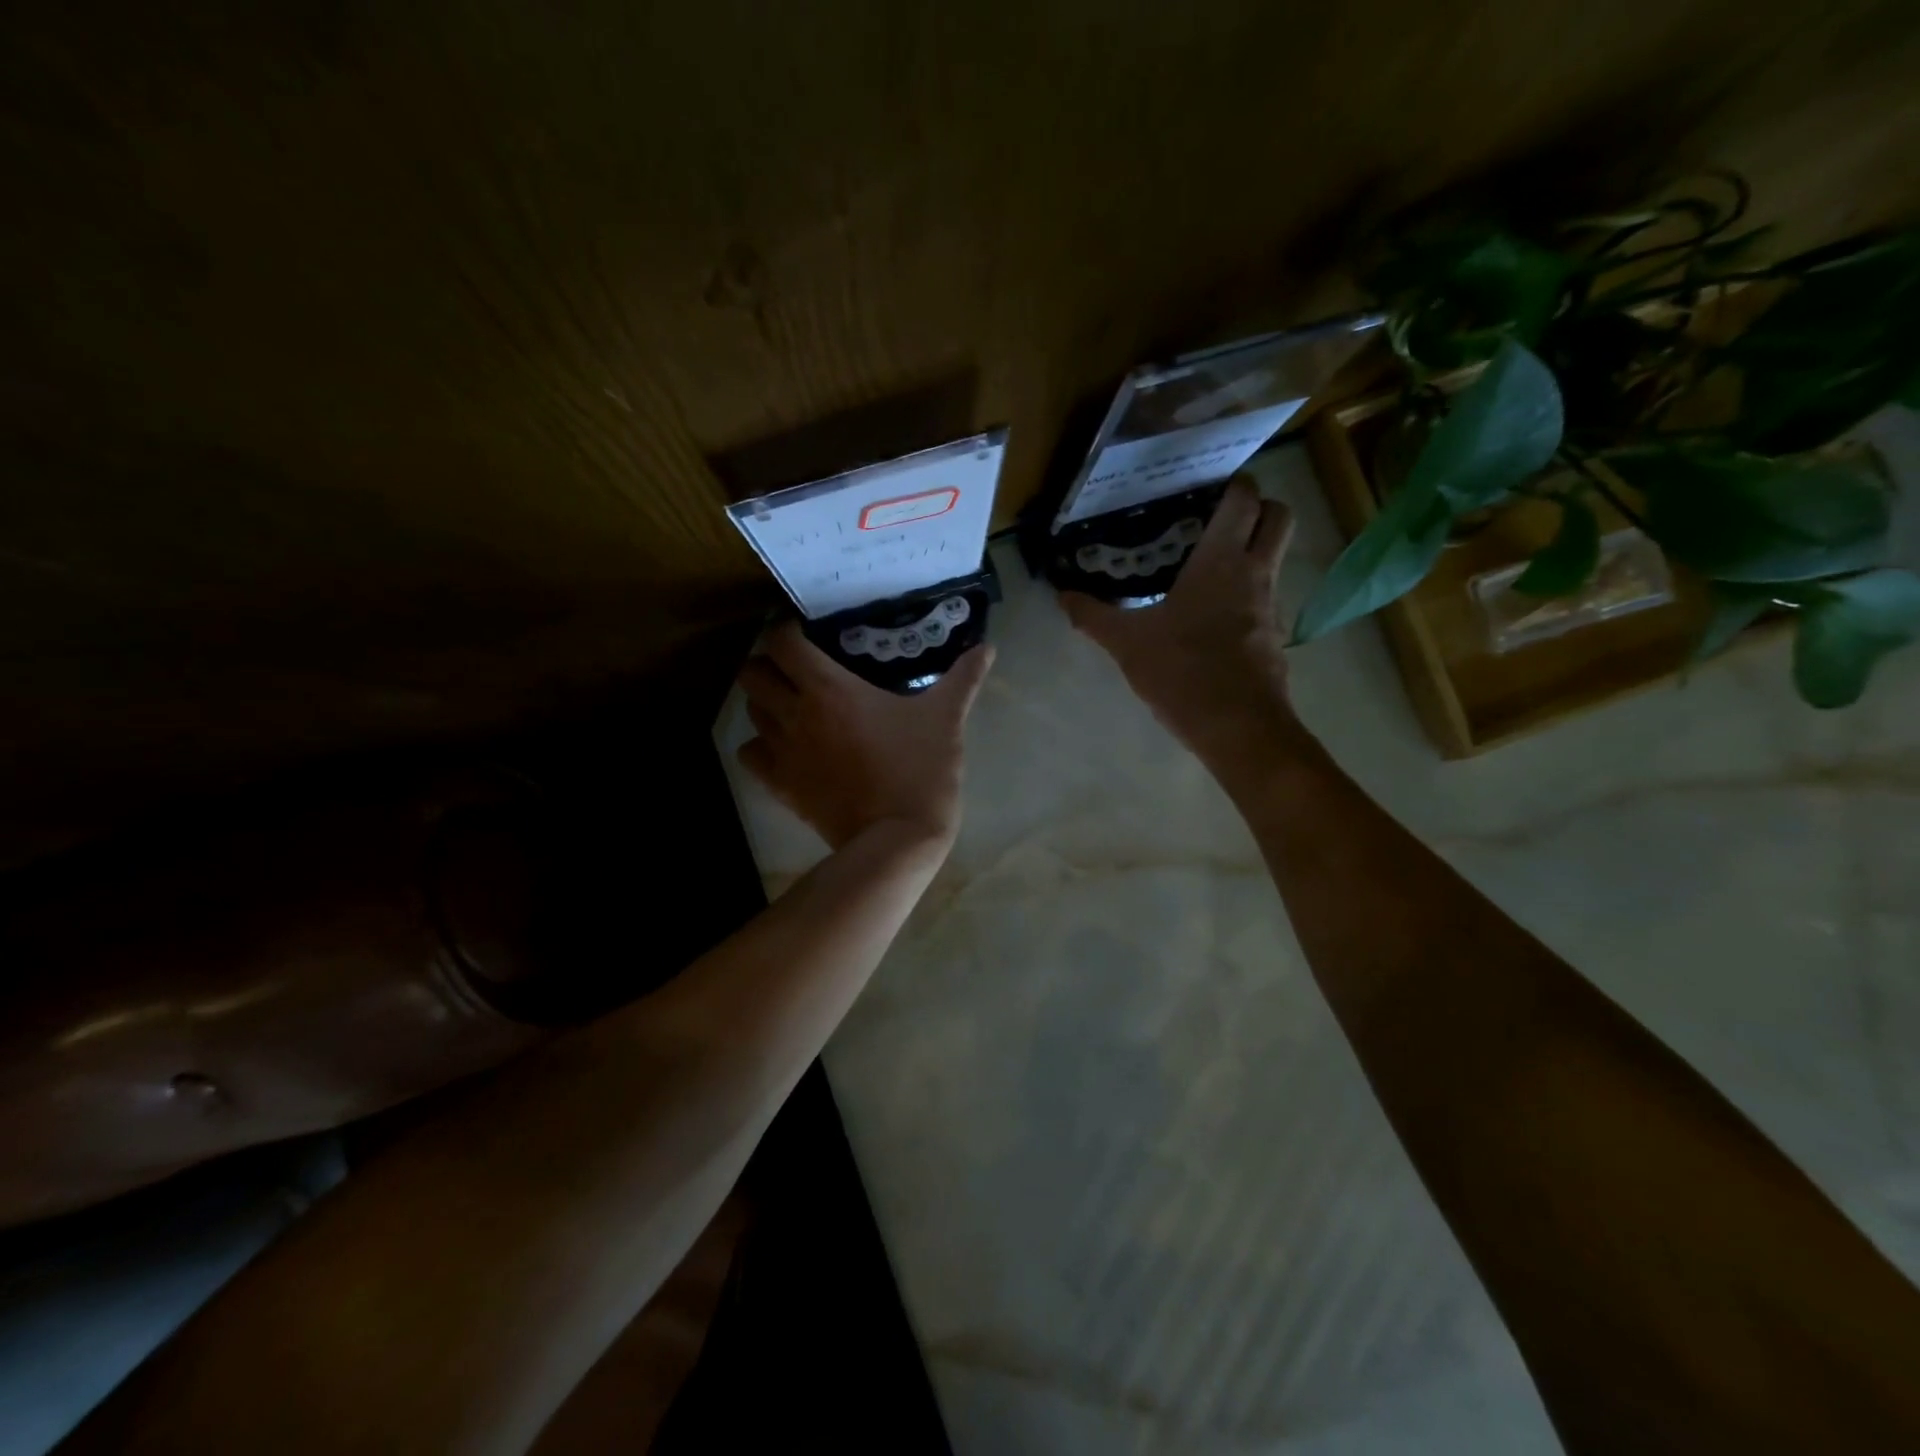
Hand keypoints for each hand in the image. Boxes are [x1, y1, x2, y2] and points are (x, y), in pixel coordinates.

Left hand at [736, 623, 993, 850]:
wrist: (897, 839)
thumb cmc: (920, 771)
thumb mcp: (946, 719)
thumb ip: (963, 679)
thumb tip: (987, 648)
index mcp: (830, 689)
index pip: (782, 642)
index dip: (787, 630)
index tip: (808, 632)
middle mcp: (795, 714)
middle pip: (753, 673)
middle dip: (769, 663)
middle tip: (797, 666)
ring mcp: (783, 752)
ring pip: (749, 712)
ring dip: (765, 701)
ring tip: (792, 703)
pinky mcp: (780, 786)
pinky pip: (750, 755)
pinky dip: (759, 745)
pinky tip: (783, 746)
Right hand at [1062, 477, 1302, 765]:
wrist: (1238, 727)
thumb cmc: (1183, 672)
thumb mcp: (1127, 644)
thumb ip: (1094, 616)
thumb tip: (1062, 595)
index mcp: (1221, 561)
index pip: (1244, 499)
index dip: (1234, 484)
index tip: (1207, 488)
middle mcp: (1256, 572)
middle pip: (1279, 515)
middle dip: (1259, 507)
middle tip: (1220, 519)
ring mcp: (1272, 604)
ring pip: (1277, 557)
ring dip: (1254, 550)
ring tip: (1211, 567)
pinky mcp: (1276, 636)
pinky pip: (1268, 597)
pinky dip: (1249, 594)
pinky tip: (1216, 616)